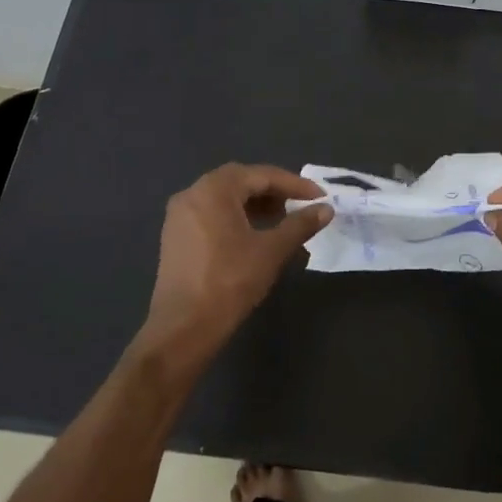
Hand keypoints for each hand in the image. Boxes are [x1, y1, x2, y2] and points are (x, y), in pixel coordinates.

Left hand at [137, 163, 330, 371]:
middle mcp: (192, 194)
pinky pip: (211, 214)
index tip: (319, 197)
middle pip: (240, 181)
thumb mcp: (272, 250)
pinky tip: (254, 235)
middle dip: (273, 191)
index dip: (294, 184)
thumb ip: (300, 225)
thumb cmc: (230, 281)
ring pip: (224, 198)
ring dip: (254, 204)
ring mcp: (179, 216)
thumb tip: (326, 209)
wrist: (184, 326)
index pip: (260, 175)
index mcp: (214, 190)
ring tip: (281, 220)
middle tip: (300, 205)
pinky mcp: (175, 236)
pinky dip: (235, 217)